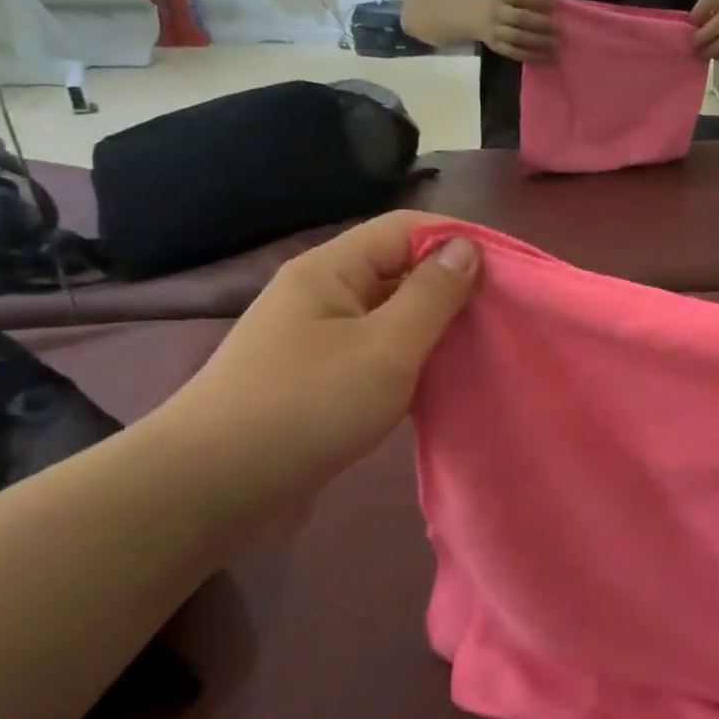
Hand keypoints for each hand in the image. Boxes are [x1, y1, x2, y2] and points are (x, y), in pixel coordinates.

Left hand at [149, 212, 477, 516]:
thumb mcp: (386, 347)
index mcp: (331, 270)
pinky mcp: (316, 378)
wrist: (211, 490)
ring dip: (433, 324)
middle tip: (503, 312)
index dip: (457, 239)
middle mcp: (321, 293)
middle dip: (451, 283)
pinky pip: (376, 350)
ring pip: (389, 313)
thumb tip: (465, 247)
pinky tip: (439, 379)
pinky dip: (412, 357)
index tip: (507, 269)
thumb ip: (431, 295)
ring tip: (480, 344)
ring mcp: (316, 338)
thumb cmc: (307, 406)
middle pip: (397, 267)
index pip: (405, 228)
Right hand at [477, 0, 556, 61]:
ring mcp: (495, 31)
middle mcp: (496, 11)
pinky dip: (532, 55)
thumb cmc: (503, 4)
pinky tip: (546, 57)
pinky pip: (515, 53)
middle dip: (542, 23)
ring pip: (518, 37)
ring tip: (555, 43)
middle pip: (520, 17)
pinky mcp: (497, 47)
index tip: (557, 4)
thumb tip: (558, 3)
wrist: (474, 16)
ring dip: (539, 41)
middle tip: (559, 28)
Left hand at [691, 0, 718, 61]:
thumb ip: (709, 7)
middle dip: (701, 37)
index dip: (698, 12)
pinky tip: (716, 57)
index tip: (691, 20)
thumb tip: (692, 23)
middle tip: (693, 44)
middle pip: (715, 26)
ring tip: (702, 54)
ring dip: (711, 50)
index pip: (709, 1)